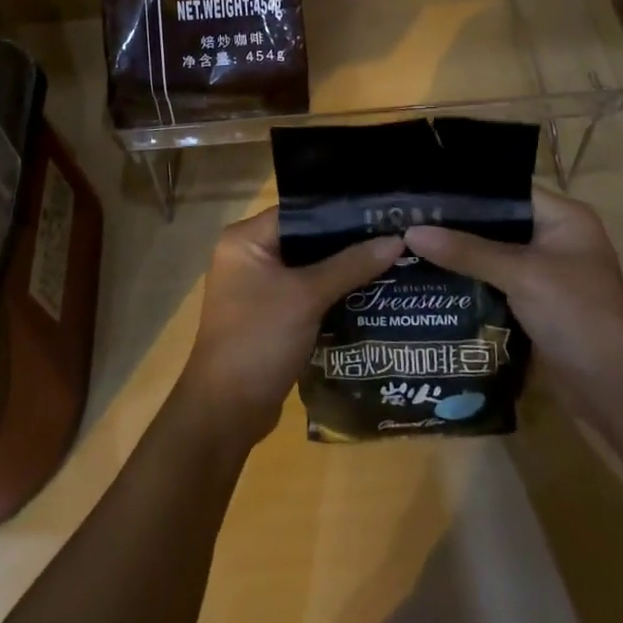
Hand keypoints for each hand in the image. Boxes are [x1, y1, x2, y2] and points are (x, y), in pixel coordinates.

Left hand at [176, 208, 404, 449]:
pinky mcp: (269, 316)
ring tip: (391, 262)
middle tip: (393, 238)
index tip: (381, 213)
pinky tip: (370, 294)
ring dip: (343, 271)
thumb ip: (350, 265)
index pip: (300, 211)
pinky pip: (305, 294)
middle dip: (347, 243)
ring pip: (308, 269)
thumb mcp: (307, 296)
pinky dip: (332, 295)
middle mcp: (248, 256)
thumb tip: (396, 240)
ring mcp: (257, 288)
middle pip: (306, 239)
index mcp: (246, 239)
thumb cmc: (259, 338)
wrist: (226, 411)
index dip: (340, 212)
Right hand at [405, 187, 622, 399]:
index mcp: (564, 218)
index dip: (467, 189)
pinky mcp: (535, 304)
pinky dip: (469, 280)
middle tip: (409, 217)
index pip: (507, 190)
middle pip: (497, 223)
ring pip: (492, 254)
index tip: (423, 190)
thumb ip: (466, 251)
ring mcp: (546, 273)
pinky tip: (431, 277)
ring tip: (410, 243)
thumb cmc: (576, 314)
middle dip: (457, 224)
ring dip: (460, 254)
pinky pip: (494, 282)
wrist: (613, 389)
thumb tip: (411, 232)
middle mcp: (555, 238)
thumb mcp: (520, 274)